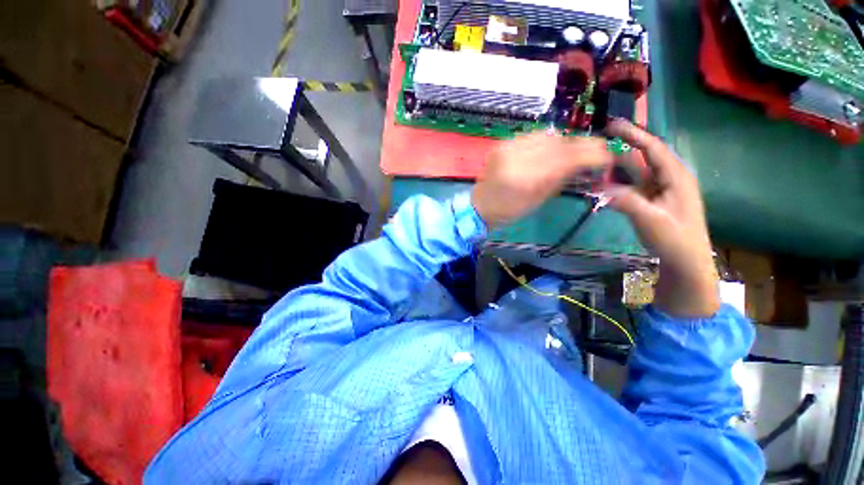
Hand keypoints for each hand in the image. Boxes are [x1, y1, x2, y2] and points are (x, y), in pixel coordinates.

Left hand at [471, 132, 612, 228]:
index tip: (606, 155)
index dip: (591, 154)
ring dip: (563, 142)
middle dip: (580, 145)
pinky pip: (531, 136)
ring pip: (546, 136)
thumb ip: (561, 179)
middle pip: (558, 143)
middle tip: (593, 150)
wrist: (480, 205)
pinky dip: (545, 141)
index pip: (566, 158)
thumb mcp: (538, 200)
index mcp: (525, 180)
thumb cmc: (509, 210)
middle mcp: (515, 158)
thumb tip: (586, 163)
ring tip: (571, 151)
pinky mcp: (502, 144)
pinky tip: (549, 149)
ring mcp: (506, 148)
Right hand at [604, 120, 719, 317]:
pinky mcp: (651, 199)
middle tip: (598, 141)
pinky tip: (602, 183)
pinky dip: (617, 182)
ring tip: (595, 161)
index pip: (652, 148)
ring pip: (635, 171)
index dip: (633, 134)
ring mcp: (659, 189)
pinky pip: (632, 185)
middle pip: (643, 156)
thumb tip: (599, 187)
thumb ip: (626, 201)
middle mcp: (668, 178)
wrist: (685, 261)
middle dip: (622, 147)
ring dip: (616, 167)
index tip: (612, 125)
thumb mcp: (650, 220)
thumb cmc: (674, 239)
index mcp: (675, 176)